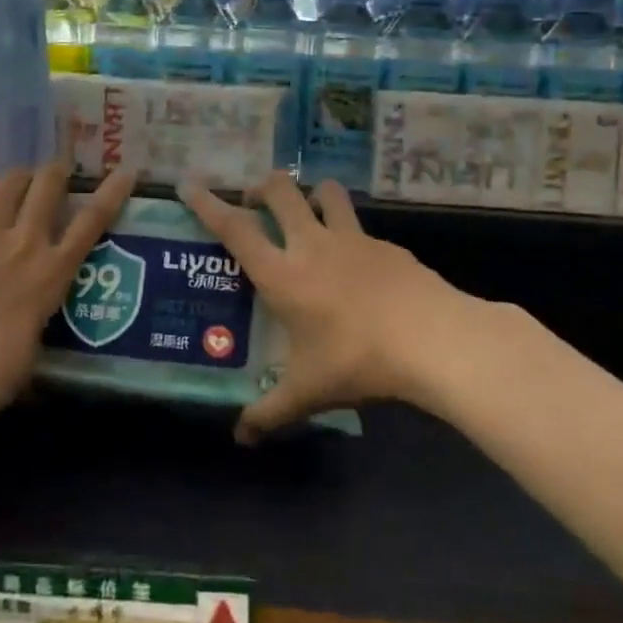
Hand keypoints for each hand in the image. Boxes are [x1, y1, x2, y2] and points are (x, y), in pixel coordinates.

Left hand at [0, 163, 135, 410]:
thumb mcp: (35, 345)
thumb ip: (36, 319)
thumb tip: (29, 322)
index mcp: (54, 270)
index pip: (93, 220)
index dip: (111, 192)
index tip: (124, 173)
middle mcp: (25, 239)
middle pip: (48, 186)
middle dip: (54, 174)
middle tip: (53, 174)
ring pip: (9, 183)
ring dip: (16, 178)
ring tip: (14, 181)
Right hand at [178, 173, 483, 441]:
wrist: (433, 339)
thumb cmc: (357, 360)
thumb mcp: (307, 392)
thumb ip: (269, 413)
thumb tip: (241, 437)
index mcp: (282, 274)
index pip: (236, 229)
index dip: (208, 205)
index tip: (189, 184)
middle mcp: (312, 245)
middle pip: (280, 191)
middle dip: (261, 187)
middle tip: (255, 203)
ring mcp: (353, 239)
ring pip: (326, 192)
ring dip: (310, 194)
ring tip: (306, 213)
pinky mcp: (387, 245)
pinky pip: (359, 227)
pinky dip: (348, 233)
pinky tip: (357, 265)